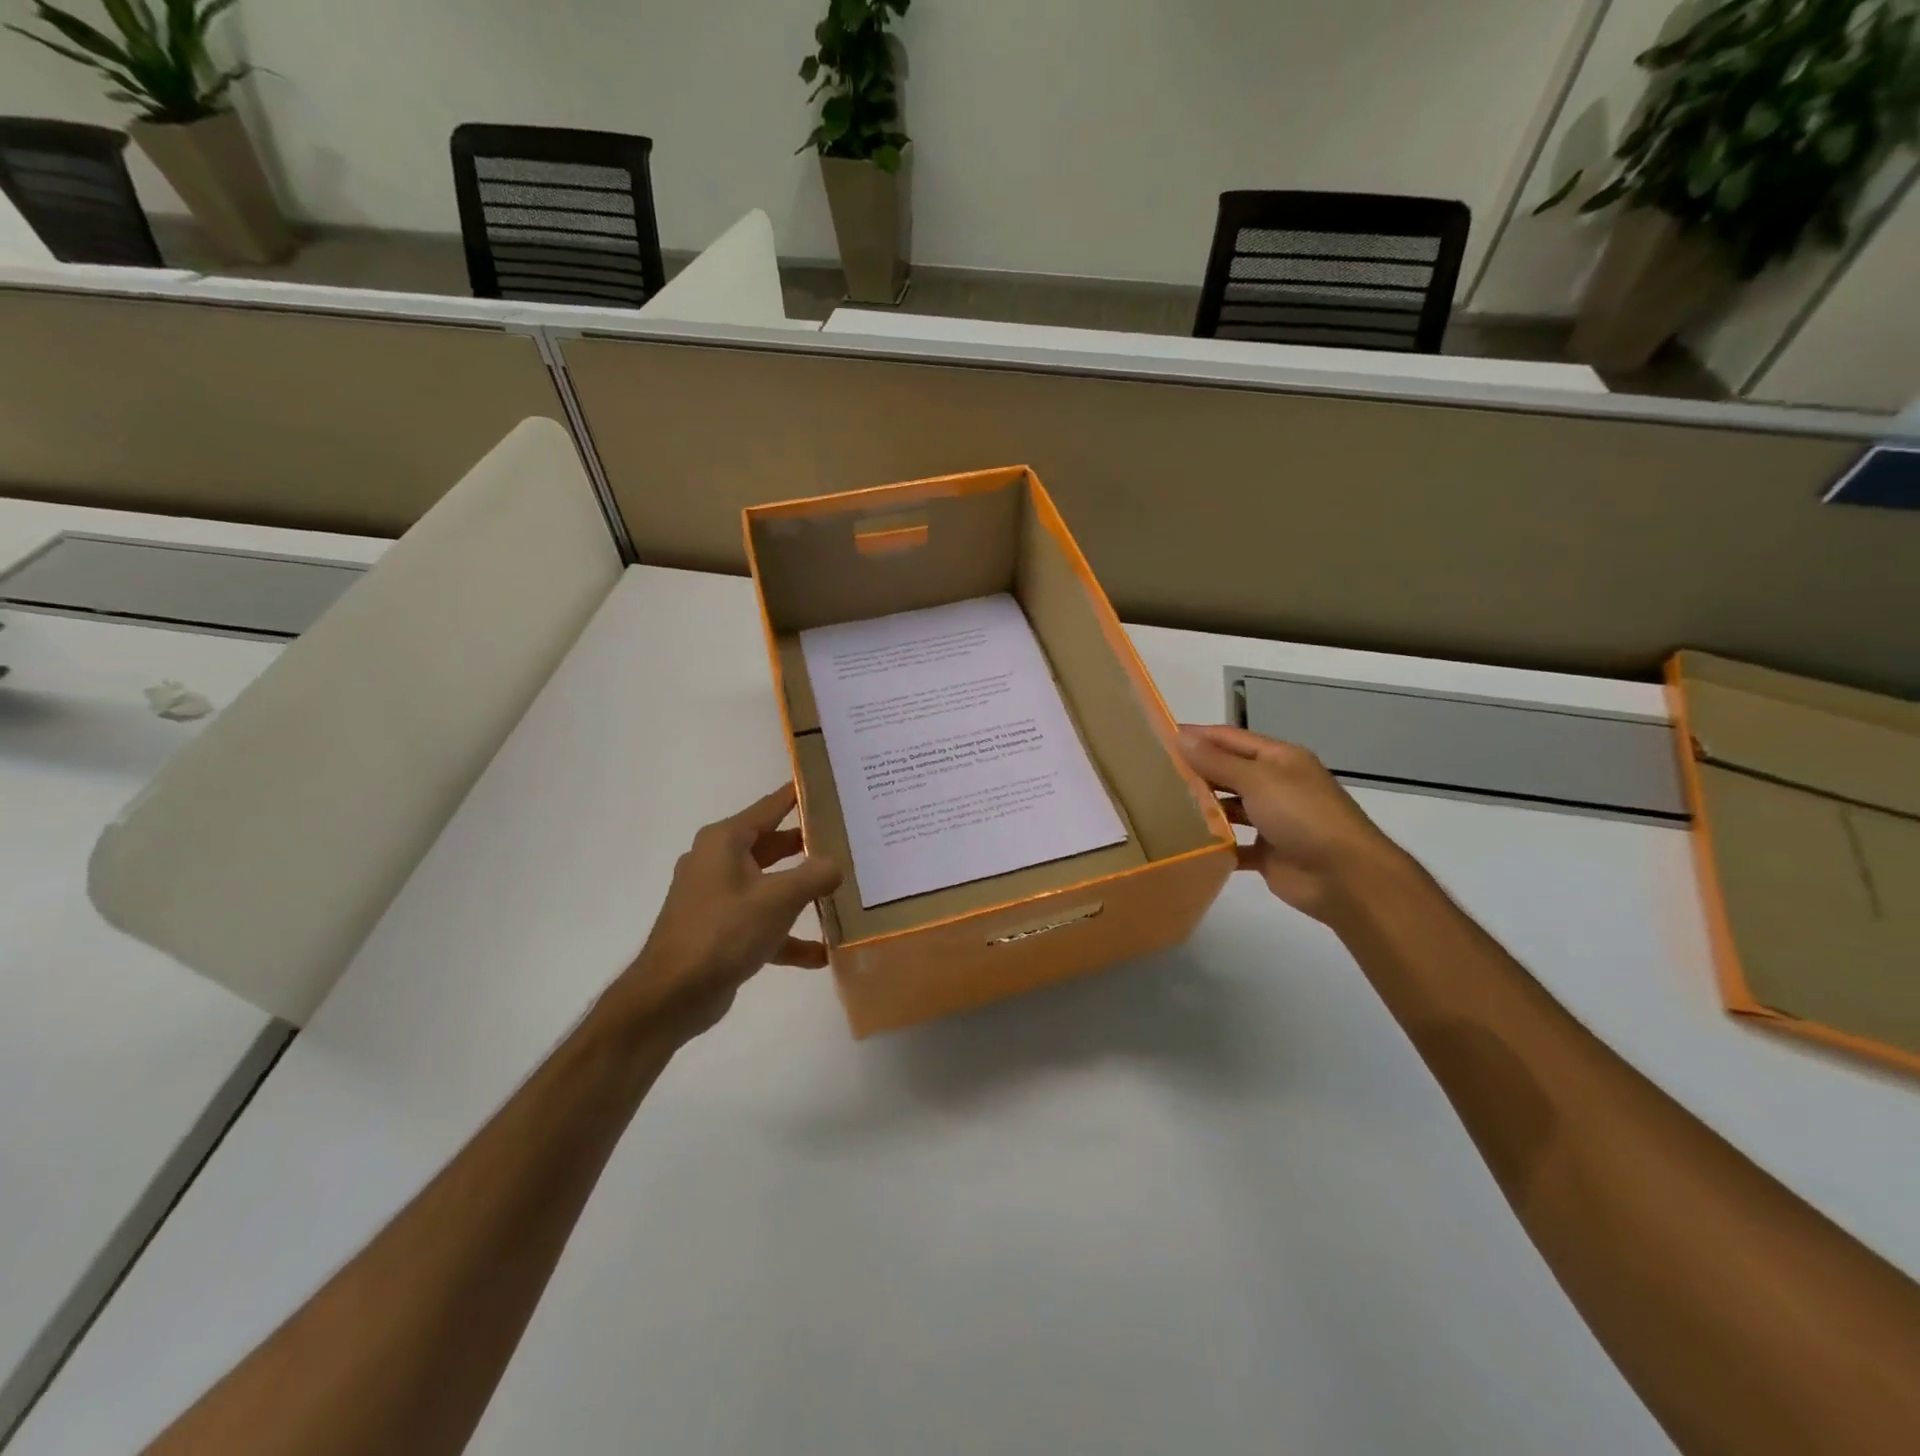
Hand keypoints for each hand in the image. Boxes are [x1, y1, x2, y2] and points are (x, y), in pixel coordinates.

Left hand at [616, 784, 841, 1039]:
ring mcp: (717, 898)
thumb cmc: (724, 931)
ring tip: (842, 893)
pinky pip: (762, 923)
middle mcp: (718, 862)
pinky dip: (787, 935)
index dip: (799, 795)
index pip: (771, 807)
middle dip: (809, 847)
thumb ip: (815, 875)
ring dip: (802, 894)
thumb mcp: (779, 898)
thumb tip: (836, 865)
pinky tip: (821, 954)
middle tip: (849, 840)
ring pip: (769, 886)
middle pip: (773, 846)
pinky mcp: (720, 931)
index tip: (829, 784)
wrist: (671, 995)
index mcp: (725, 841)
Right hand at [1177, 725, 1402, 923]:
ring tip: (1162, 807)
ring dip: (1203, 808)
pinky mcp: (1268, 854)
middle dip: (1196, 771)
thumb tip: (1181, 737)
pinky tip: (1186, 844)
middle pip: (1229, 772)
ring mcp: (1273, 821)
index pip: (1231, 739)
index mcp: (1279, 759)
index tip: (1159, 737)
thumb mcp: (1258, 780)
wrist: (1345, 877)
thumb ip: (1217, 761)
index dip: (1198, 736)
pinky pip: (1234, 845)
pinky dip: (1215, 844)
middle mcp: (1276, 785)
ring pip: (1230, 809)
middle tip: (1152, 773)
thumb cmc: (1303, 816)